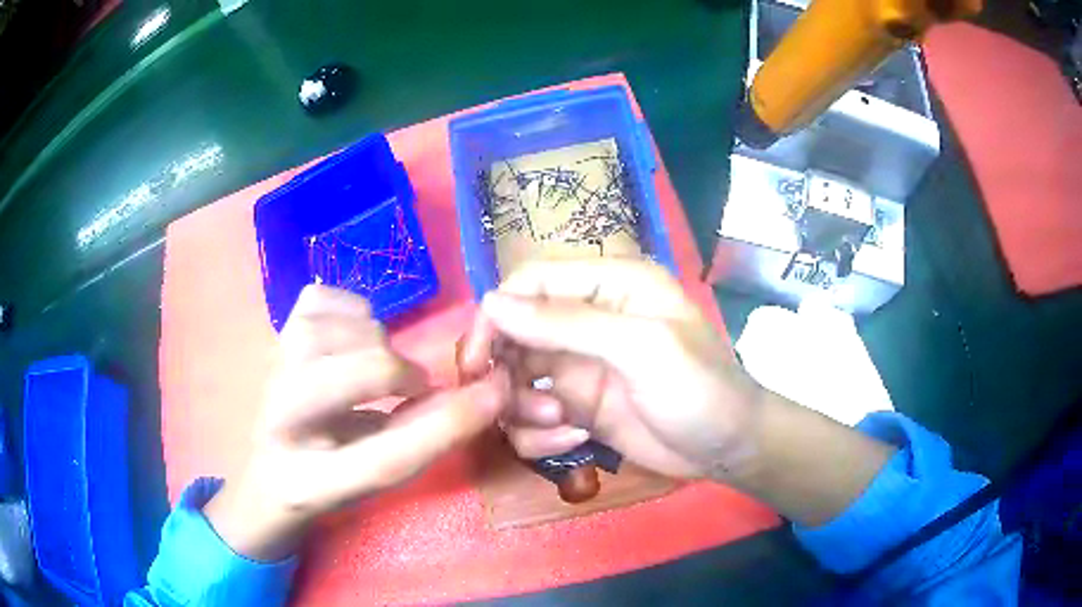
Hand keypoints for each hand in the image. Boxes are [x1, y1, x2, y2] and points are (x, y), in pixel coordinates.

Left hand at [205, 285, 508, 559]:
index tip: (494, 394)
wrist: (268, 466)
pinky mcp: (271, 336)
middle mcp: (277, 425)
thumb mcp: (375, 476)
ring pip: (325, 330)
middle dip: (395, 371)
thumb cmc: (329, 478)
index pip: (384, 459)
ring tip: (379, 361)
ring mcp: (267, 372)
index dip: (446, 427)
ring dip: (370, 339)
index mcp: (309, 482)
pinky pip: (315, 301)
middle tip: (412, 385)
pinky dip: (348, 309)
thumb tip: (483, 395)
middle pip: (345, 377)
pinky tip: (353, 334)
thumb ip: (421, 439)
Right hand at [460, 258, 764, 480]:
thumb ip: (567, 323)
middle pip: (513, 332)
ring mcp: (579, 367)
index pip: (531, 282)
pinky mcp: (577, 408)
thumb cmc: (699, 388)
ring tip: (562, 424)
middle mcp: (587, 320)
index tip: (475, 361)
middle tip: (505, 403)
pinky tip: (575, 442)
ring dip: (524, 406)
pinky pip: (532, 416)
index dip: (496, 315)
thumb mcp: (642, 348)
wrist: (728, 449)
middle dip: (504, 371)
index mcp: (608, 285)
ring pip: (516, 379)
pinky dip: (541, 434)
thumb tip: (491, 303)